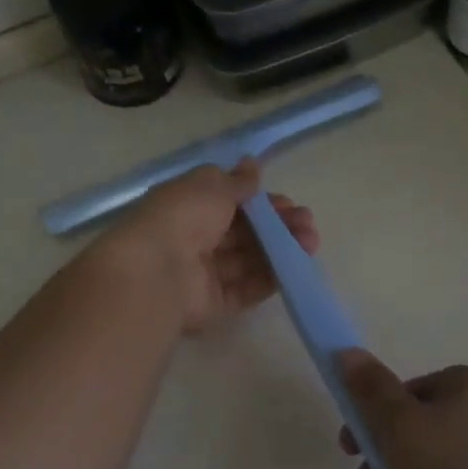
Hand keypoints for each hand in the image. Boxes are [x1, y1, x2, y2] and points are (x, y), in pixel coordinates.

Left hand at [99, 160, 317, 334]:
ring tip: (310, 244)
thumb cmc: (183, 217)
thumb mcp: (212, 185)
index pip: (231, 204)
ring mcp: (204, 275)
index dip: (262, 203)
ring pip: (249, 261)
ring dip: (281, 250)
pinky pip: (246, 289)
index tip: (289, 203)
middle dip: (278, 227)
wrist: (157, 272)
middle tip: (307, 224)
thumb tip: (251, 164)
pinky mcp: (214, 304)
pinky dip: (270, 279)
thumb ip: (237, 181)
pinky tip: (294, 268)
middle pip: (244, 234)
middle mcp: (195, 240)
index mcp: (188, 207)